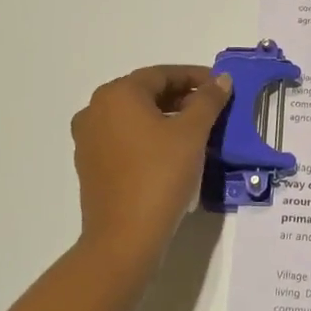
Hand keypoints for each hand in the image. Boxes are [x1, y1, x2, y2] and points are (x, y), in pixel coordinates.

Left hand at [72, 65, 230, 267]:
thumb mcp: (192, 133)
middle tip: (213, 108)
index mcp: (117, 94)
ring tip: (197, 130)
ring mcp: (88, 139)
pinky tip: (173, 152)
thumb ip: (208, 101)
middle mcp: (95, 110)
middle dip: (181, 97)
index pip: (162, 74)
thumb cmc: (160, 175)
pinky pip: (124, 139)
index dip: (195, 77)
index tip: (221, 86)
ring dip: (166, 117)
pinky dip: (149, 137)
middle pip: (145, 93)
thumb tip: (221, 80)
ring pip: (134, 117)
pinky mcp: (91, 165)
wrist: (125, 236)